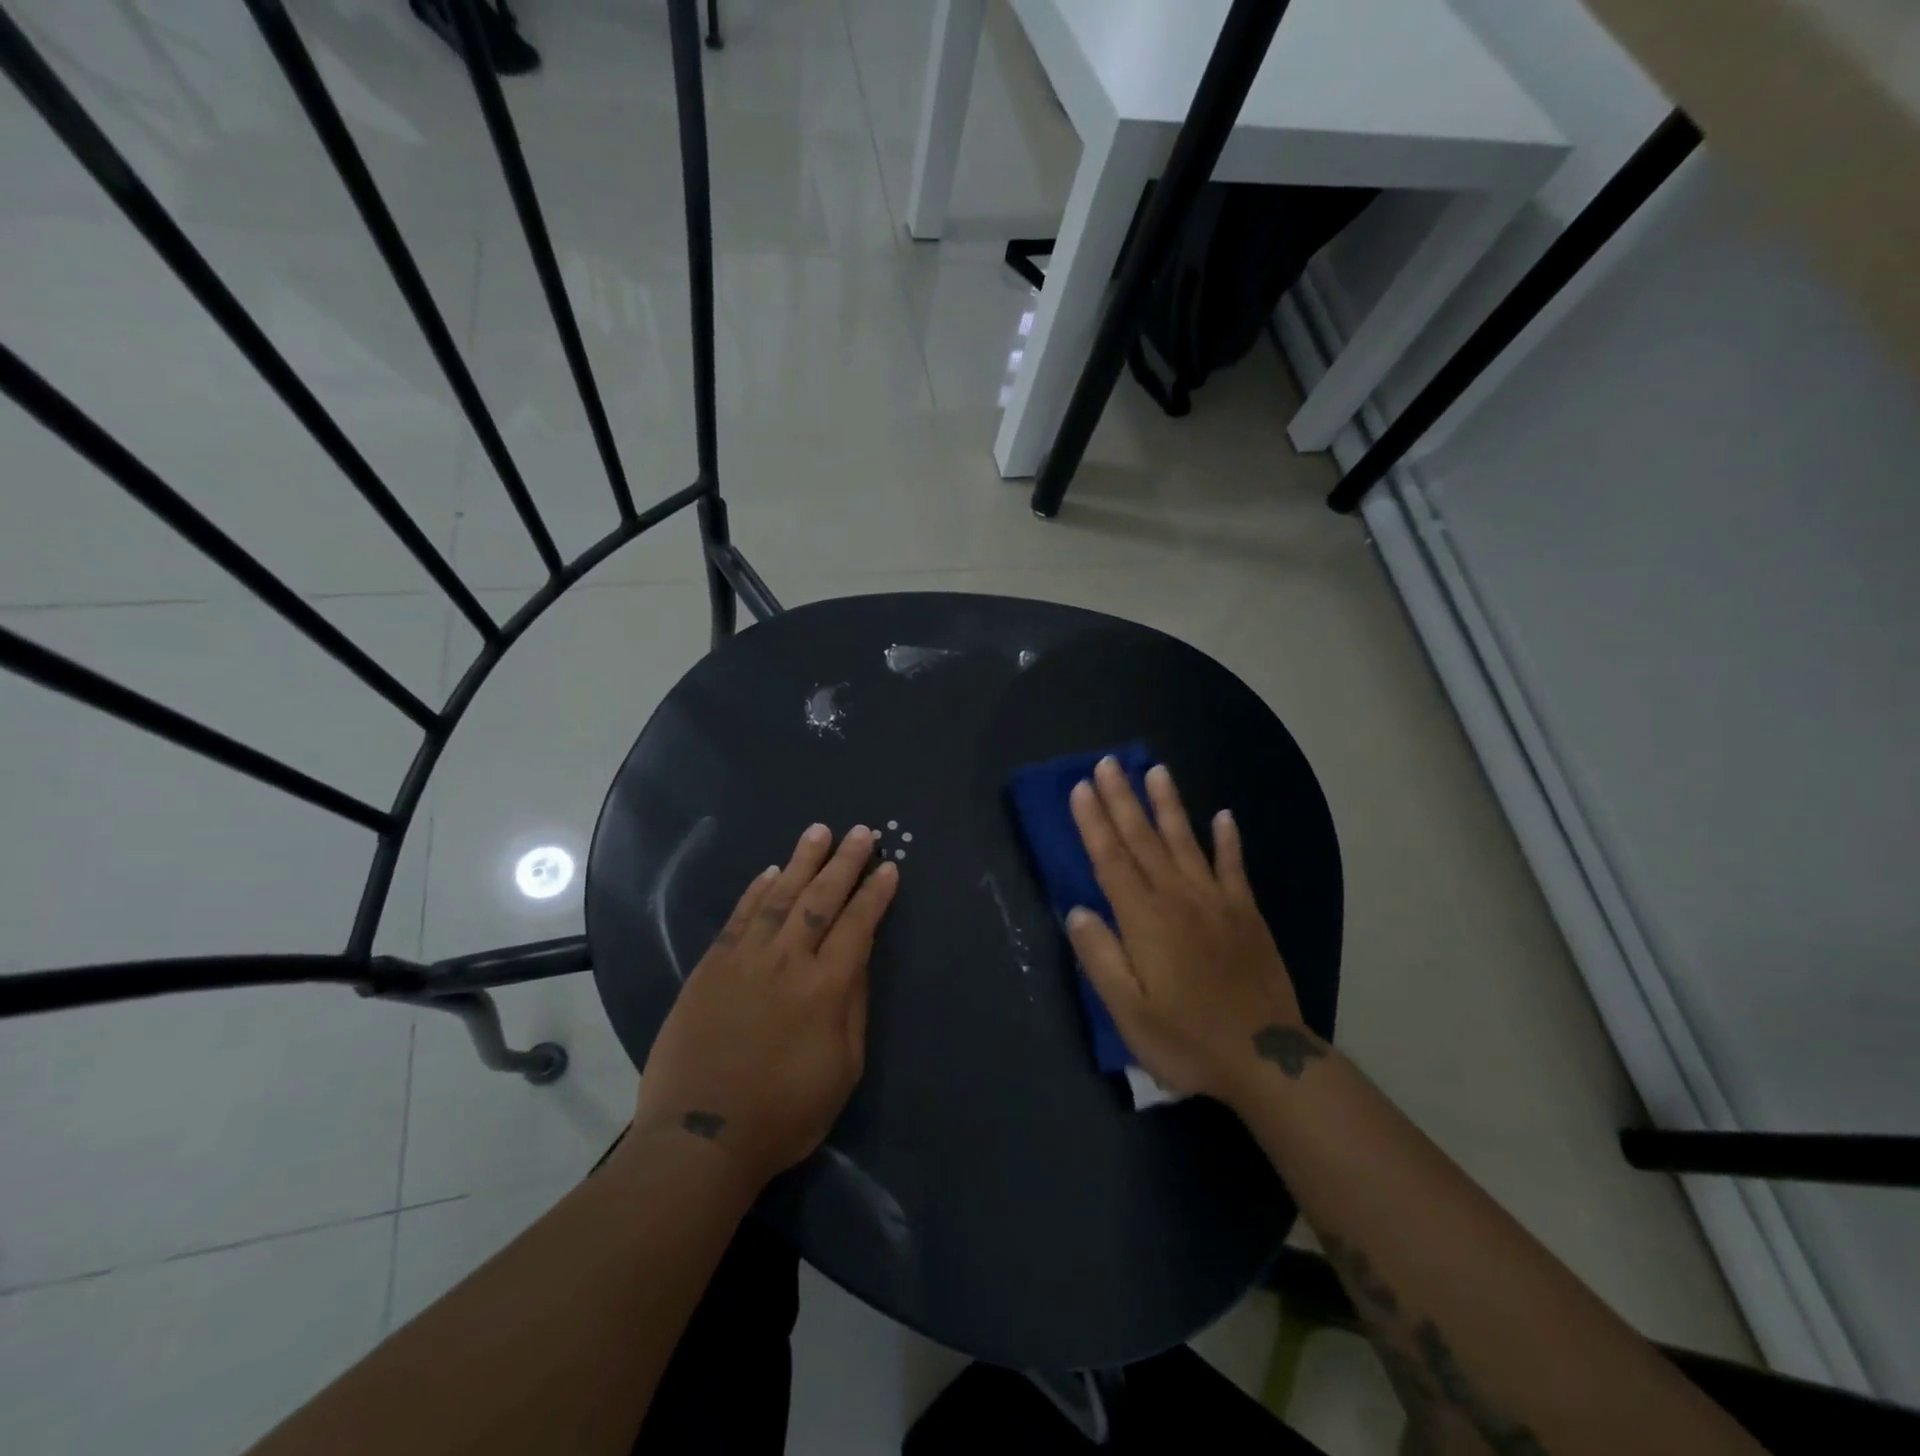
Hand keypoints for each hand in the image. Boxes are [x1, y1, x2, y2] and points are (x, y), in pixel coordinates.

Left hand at [632, 823, 898, 1189]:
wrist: (700, 1136)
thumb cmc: (784, 1113)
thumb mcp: (842, 1069)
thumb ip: (852, 1007)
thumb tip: (856, 960)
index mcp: (826, 987)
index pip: (858, 925)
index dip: (875, 893)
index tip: (888, 866)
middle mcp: (787, 961)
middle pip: (821, 898)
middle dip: (844, 862)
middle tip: (861, 832)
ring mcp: (744, 959)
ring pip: (779, 896)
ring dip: (801, 861)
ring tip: (818, 832)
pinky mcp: (711, 967)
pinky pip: (738, 917)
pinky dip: (756, 891)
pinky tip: (769, 872)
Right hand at [1067, 758, 1323, 1107]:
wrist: (1265, 1058)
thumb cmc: (1187, 1039)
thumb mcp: (1129, 1012)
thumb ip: (1100, 956)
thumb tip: (1077, 910)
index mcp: (1144, 920)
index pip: (1111, 859)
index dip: (1094, 822)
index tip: (1081, 787)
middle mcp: (1178, 898)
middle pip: (1144, 840)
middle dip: (1122, 799)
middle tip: (1108, 763)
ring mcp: (1216, 901)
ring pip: (1186, 841)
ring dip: (1168, 805)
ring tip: (1156, 770)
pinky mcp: (1246, 913)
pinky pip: (1234, 866)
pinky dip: (1228, 840)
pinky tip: (1223, 816)